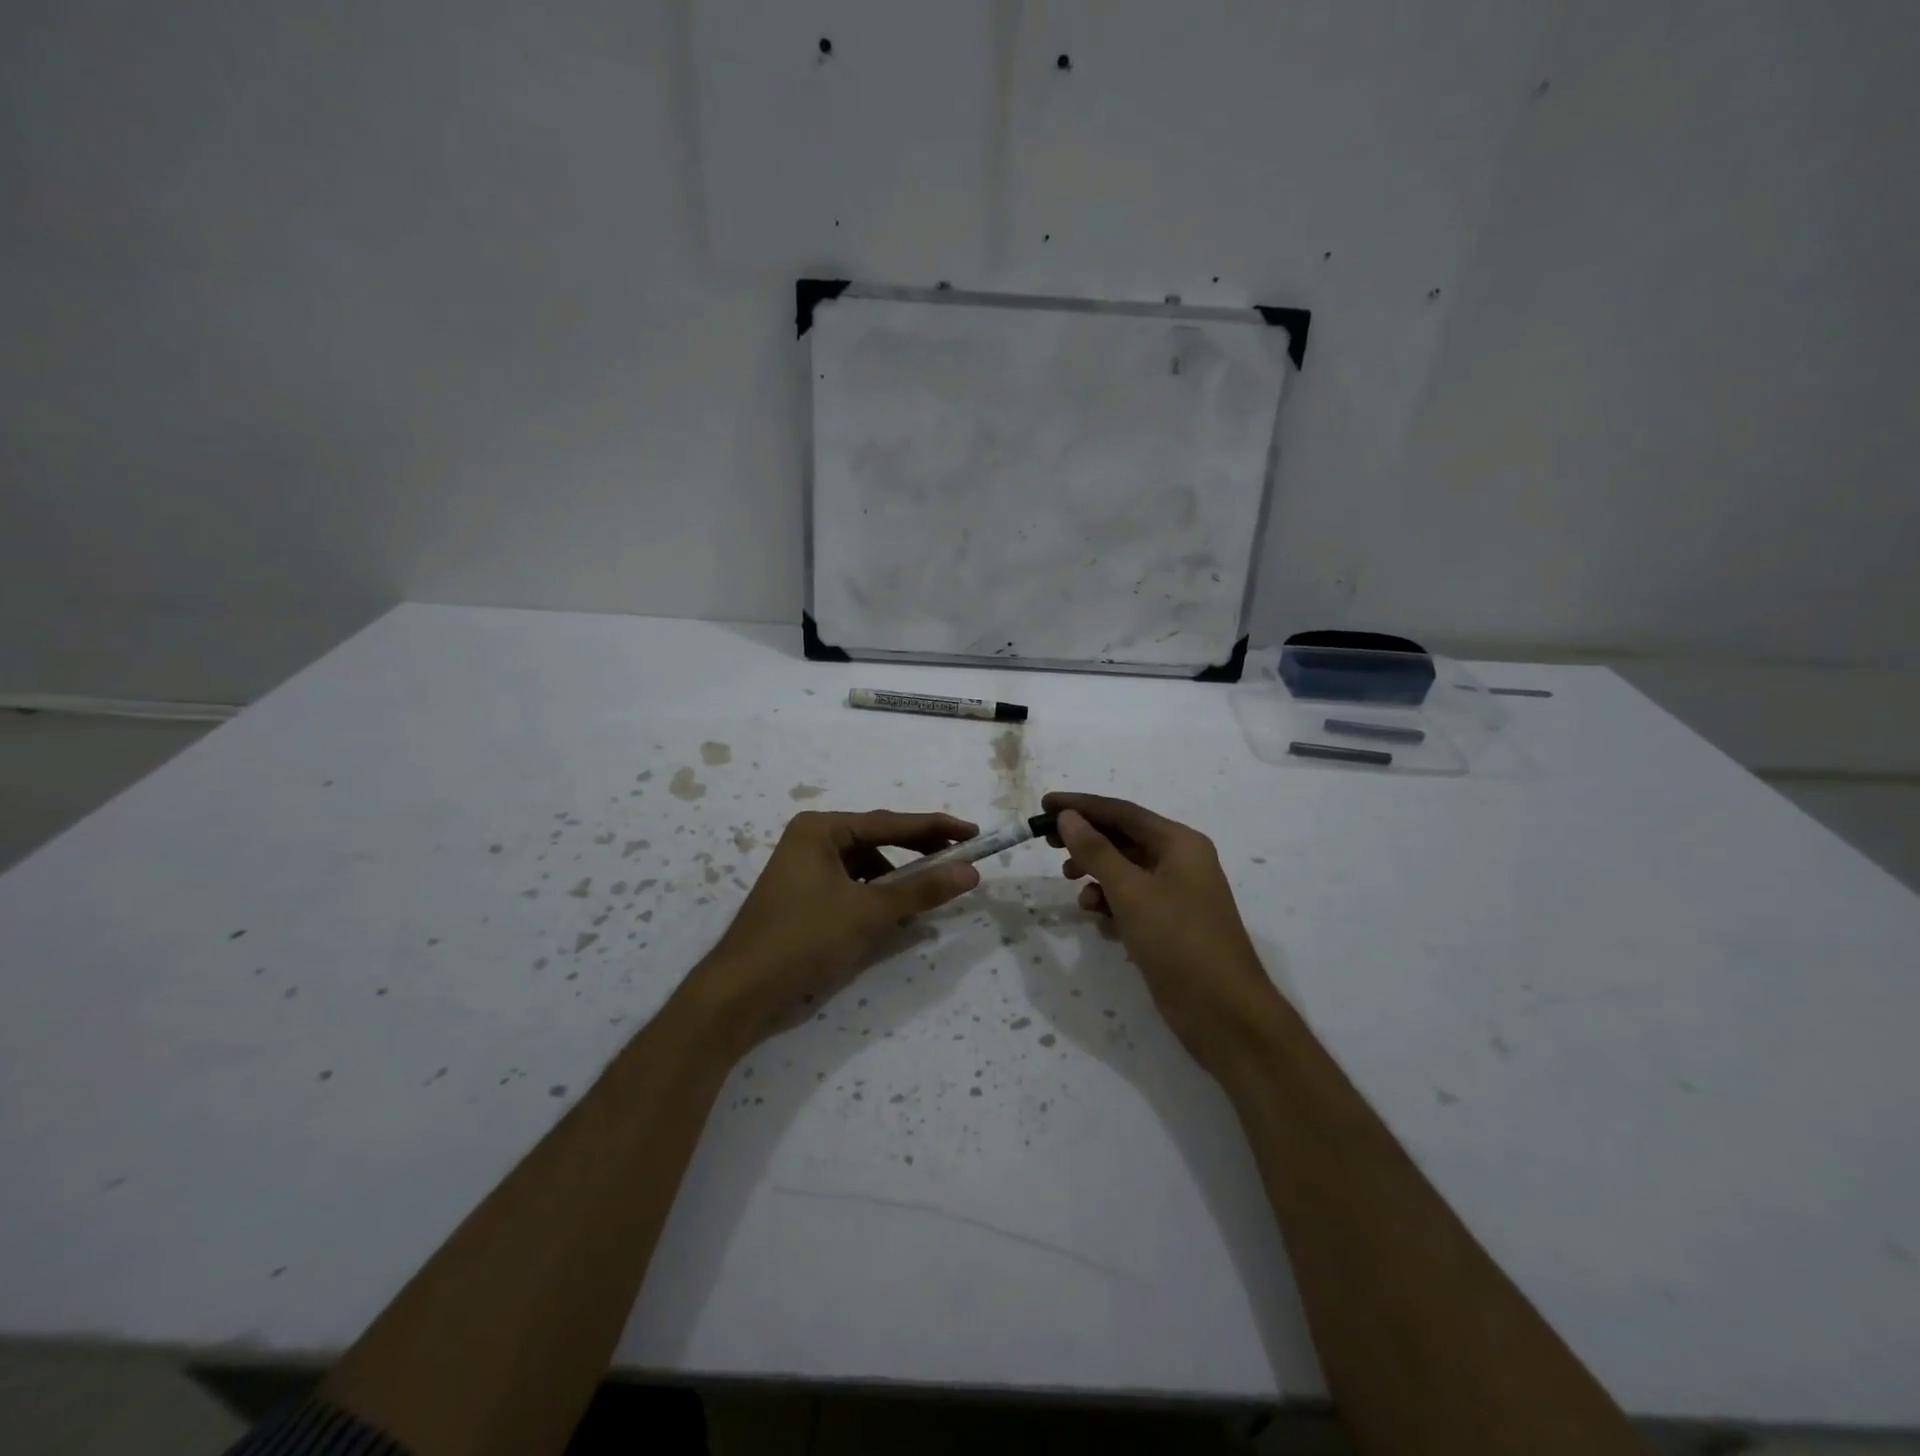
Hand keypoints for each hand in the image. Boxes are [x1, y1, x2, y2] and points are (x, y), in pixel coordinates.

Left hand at [685, 810, 980, 1052]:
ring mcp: (804, 868)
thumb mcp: (869, 912)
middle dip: (918, 853)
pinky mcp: (803, 896)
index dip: (936, 828)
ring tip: (928, 895)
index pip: (890, 822)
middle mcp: (811, 839)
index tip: (973, 832)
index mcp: (821, 828)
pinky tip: (894, 915)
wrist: (740, 992)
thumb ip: (921, 889)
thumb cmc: (805, 939)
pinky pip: (851, 885)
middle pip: (878, 840)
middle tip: (959, 861)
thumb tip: (970, 871)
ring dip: (897, 879)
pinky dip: (876, 896)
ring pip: (866, 866)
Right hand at [1044, 791, 1286, 1076]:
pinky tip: (1097, 919)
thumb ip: (1096, 851)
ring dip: (1096, 873)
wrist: (1225, 1014)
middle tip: (1047, 841)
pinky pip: (1132, 900)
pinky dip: (1111, 903)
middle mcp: (1181, 861)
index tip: (1044, 804)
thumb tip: (1068, 816)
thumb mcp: (1131, 892)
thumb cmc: (1179, 942)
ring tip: (1071, 884)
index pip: (1123, 812)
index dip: (1082, 806)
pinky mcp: (1169, 924)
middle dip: (1086, 839)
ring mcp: (1177, 894)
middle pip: (1124, 838)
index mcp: (1180, 843)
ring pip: (1126, 870)